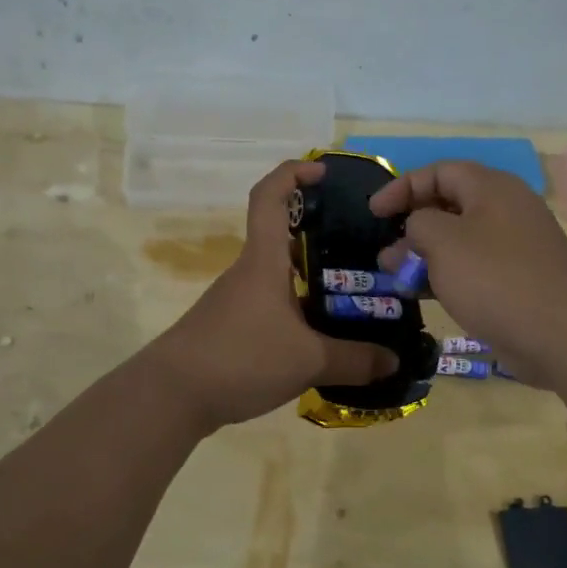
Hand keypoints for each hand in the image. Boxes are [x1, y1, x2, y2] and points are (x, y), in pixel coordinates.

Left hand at [148, 161, 398, 430]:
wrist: (172, 395)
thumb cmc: (240, 358)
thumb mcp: (307, 361)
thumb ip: (355, 361)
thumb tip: (394, 361)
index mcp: (264, 260)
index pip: (269, 196)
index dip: (293, 173)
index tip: (323, 172)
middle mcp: (249, 271)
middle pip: (283, 237)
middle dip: (322, 236)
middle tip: (364, 251)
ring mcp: (237, 299)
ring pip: (281, 275)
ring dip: (313, 279)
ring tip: (354, 298)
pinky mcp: (231, 326)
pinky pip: (273, 305)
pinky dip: (298, 310)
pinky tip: (321, 337)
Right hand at [368, 160, 566, 386]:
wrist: (563, 335)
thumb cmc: (495, 277)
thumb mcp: (443, 241)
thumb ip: (417, 225)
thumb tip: (414, 232)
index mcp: (491, 188)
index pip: (438, 172)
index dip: (402, 187)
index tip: (373, 213)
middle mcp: (505, 210)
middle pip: (449, 205)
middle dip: (411, 226)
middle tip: (385, 252)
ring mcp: (515, 247)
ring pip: (459, 240)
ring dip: (425, 255)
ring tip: (397, 277)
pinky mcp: (518, 280)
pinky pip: (474, 268)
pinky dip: (446, 276)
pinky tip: (424, 295)